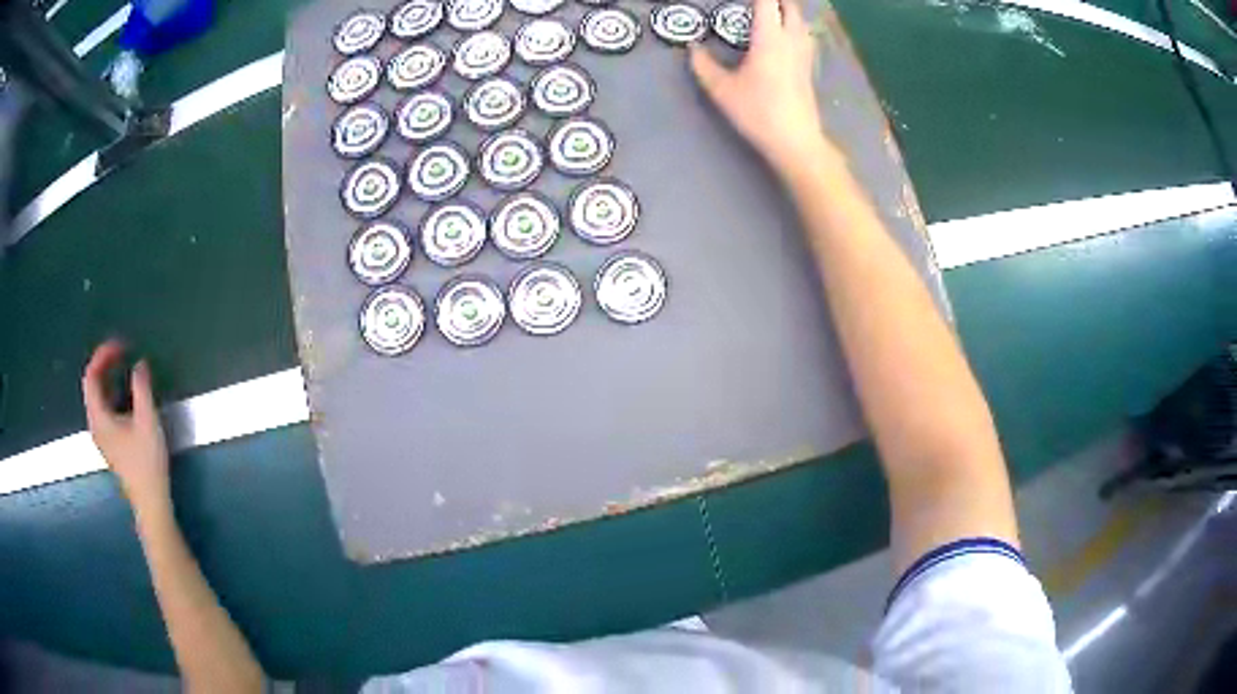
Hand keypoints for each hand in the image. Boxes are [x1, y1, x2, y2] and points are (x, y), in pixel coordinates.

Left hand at [82, 340, 169, 511]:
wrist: (150, 502)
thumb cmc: (147, 462)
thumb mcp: (148, 421)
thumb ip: (142, 388)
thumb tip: (139, 364)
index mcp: (98, 417)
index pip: (91, 376)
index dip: (103, 355)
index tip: (121, 346)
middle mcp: (95, 424)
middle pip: (92, 385)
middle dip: (105, 364)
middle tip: (123, 352)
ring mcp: (101, 436)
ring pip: (98, 398)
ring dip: (109, 378)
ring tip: (125, 368)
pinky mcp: (109, 444)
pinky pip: (104, 409)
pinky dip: (112, 393)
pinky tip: (126, 395)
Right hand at [689, 0, 824, 174]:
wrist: (796, 140)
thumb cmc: (758, 112)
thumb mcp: (722, 90)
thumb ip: (703, 65)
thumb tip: (692, 48)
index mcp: (769, 38)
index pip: (766, 2)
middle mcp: (791, 39)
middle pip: (789, 5)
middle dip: (776, 0)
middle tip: (758, 3)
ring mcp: (804, 53)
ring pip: (800, 20)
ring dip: (787, 11)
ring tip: (771, 13)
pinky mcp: (810, 67)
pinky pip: (804, 35)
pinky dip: (794, 26)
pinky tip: (785, 34)